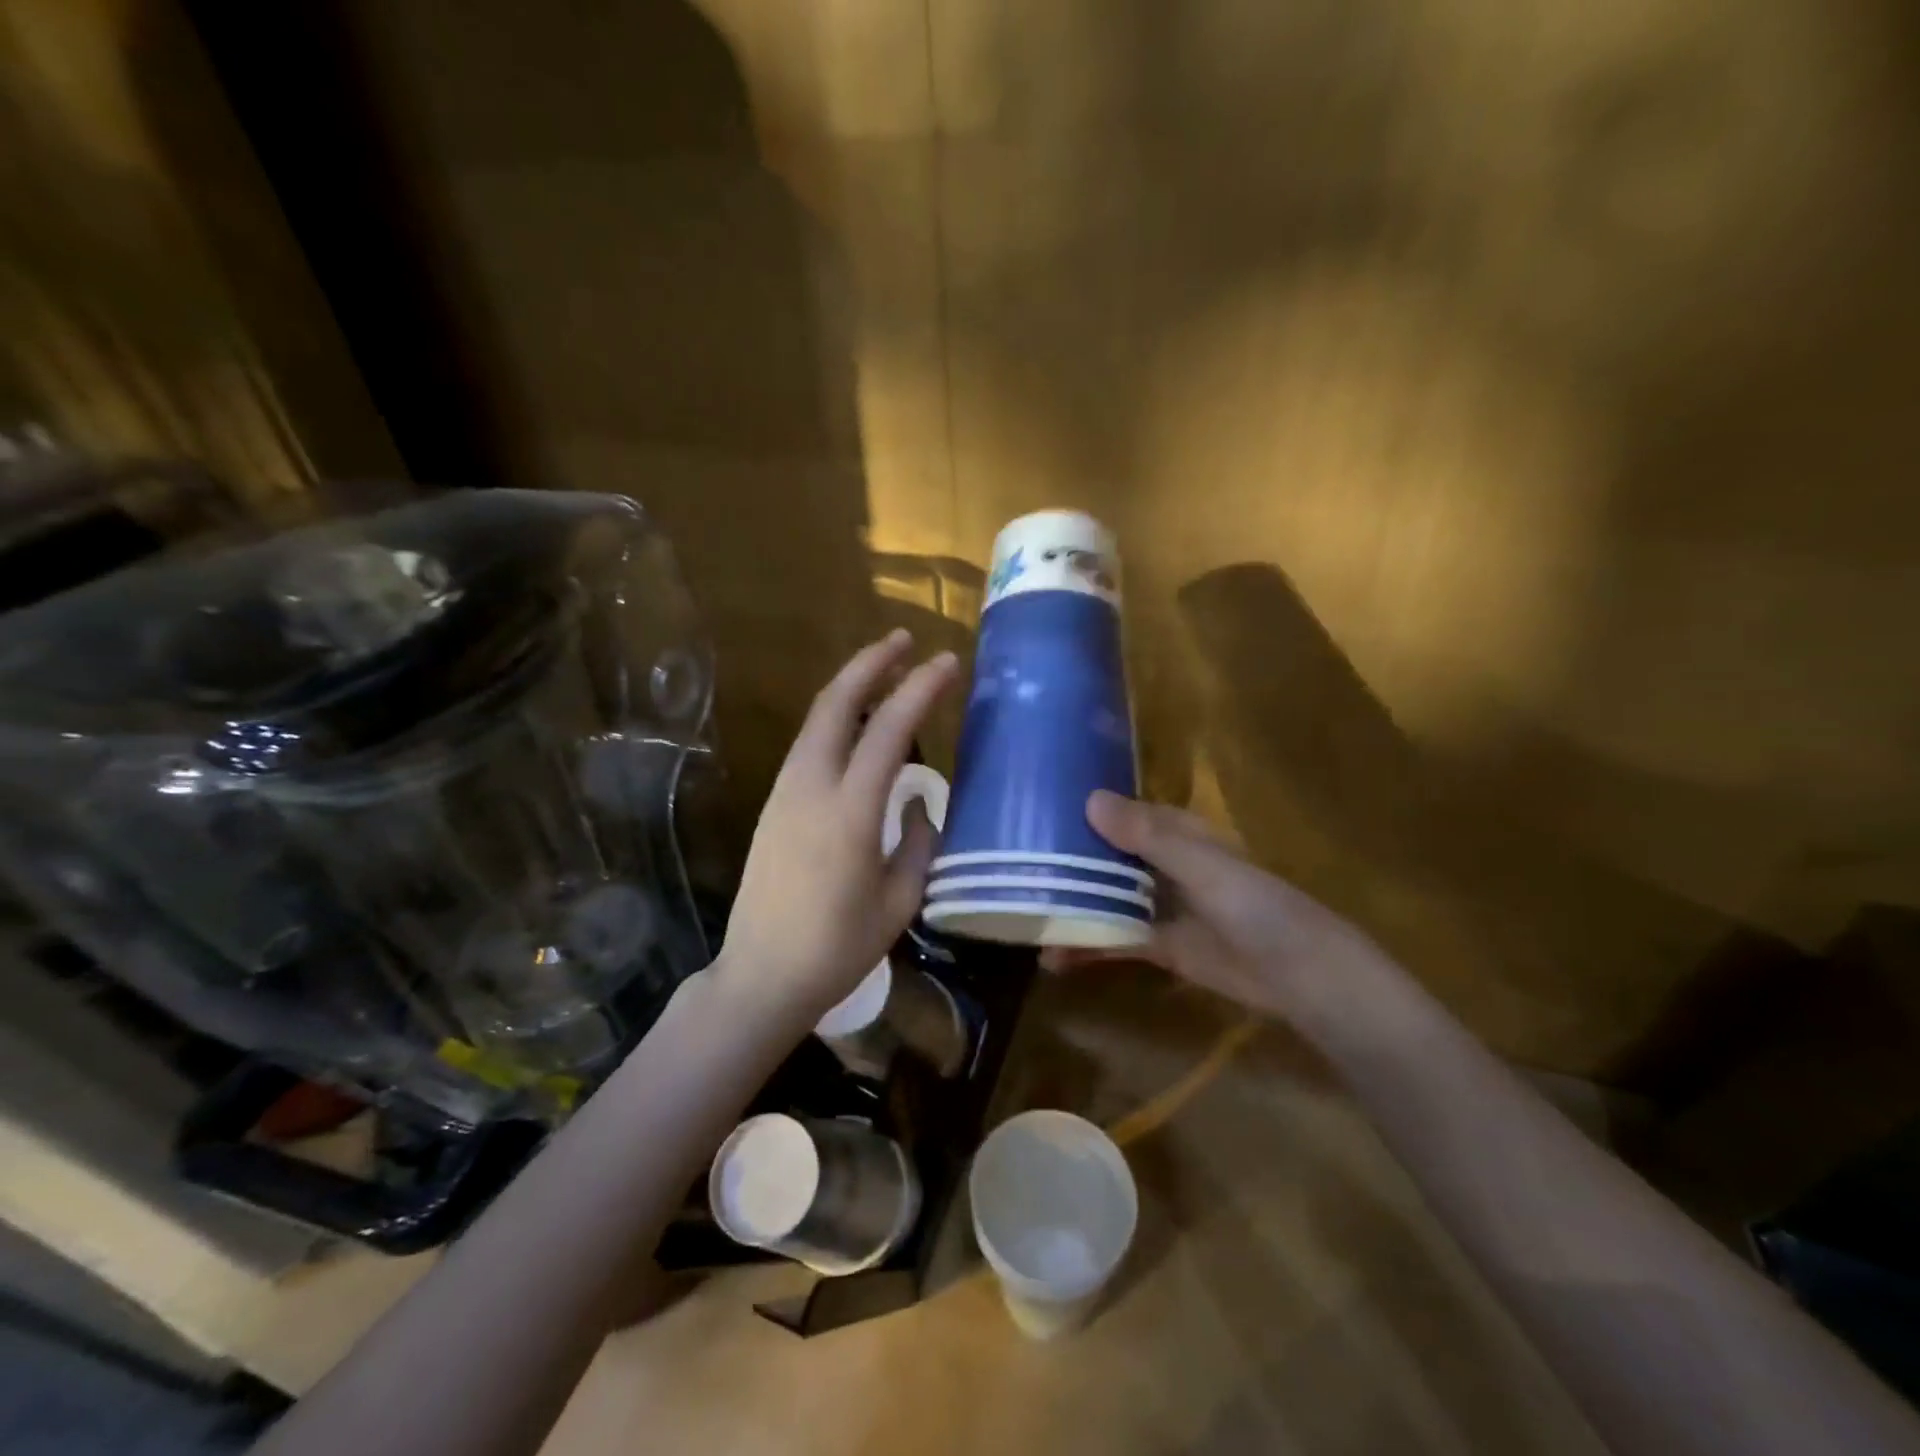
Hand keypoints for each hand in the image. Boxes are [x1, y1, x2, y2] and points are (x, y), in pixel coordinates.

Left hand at [714, 630, 958, 1030]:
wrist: (762, 976)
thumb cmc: (839, 947)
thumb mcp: (899, 900)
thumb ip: (918, 842)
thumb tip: (918, 802)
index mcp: (850, 812)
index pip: (889, 730)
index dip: (920, 689)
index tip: (947, 662)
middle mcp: (811, 787)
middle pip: (836, 703)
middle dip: (870, 662)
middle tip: (903, 640)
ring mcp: (785, 792)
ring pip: (817, 719)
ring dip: (850, 686)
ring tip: (884, 672)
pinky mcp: (773, 804)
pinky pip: (808, 744)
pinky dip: (835, 719)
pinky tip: (857, 726)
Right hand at [1044, 790, 1383, 1019]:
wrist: (1298, 975)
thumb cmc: (1254, 905)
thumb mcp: (1200, 865)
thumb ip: (1147, 836)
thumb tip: (1089, 799)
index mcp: (1175, 833)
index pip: (1120, 813)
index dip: (1081, 810)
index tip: (1034, 811)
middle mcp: (1162, 864)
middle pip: (1105, 857)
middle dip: (1065, 862)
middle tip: (1012, 868)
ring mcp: (1158, 906)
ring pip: (1104, 899)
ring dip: (1070, 906)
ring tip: (1021, 916)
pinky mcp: (1158, 946)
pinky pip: (1113, 941)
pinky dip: (1086, 947)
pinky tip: (1051, 959)